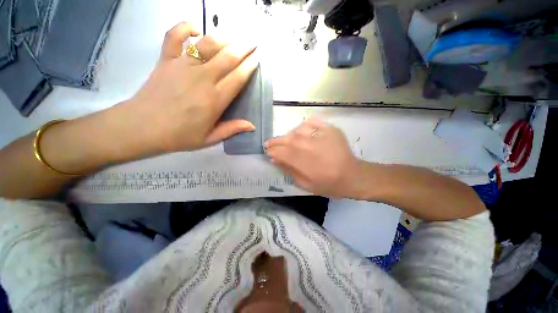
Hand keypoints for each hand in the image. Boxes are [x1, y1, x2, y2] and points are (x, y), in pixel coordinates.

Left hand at [120, 22, 257, 153]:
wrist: (142, 127)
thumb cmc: (179, 135)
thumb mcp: (210, 138)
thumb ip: (232, 129)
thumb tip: (252, 125)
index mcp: (215, 100)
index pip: (238, 77)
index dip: (250, 66)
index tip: (258, 58)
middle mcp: (202, 78)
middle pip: (227, 57)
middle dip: (243, 48)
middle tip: (253, 42)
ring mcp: (182, 66)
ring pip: (208, 44)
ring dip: (224, 37)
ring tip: (235, 36)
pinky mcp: (166, 60)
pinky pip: (174, 36)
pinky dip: (185, 28)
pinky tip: (195, 28)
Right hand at [265, 118, 362, 197]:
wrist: (353, 176)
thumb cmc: (328, 184)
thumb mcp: (305, 184)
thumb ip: (289, 171)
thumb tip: (275, 160)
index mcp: (305, 163)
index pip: (281, 153)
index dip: (272, 151)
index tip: (267, 151)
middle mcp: (310, 146)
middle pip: (287, 140)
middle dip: (276, 142)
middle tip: (269, 143)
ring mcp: (321, 135)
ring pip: (297, 131)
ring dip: (289, 136)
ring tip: (286, 140)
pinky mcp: (330, 129)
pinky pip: (312, 123)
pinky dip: (304, 126)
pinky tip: (301, 131)